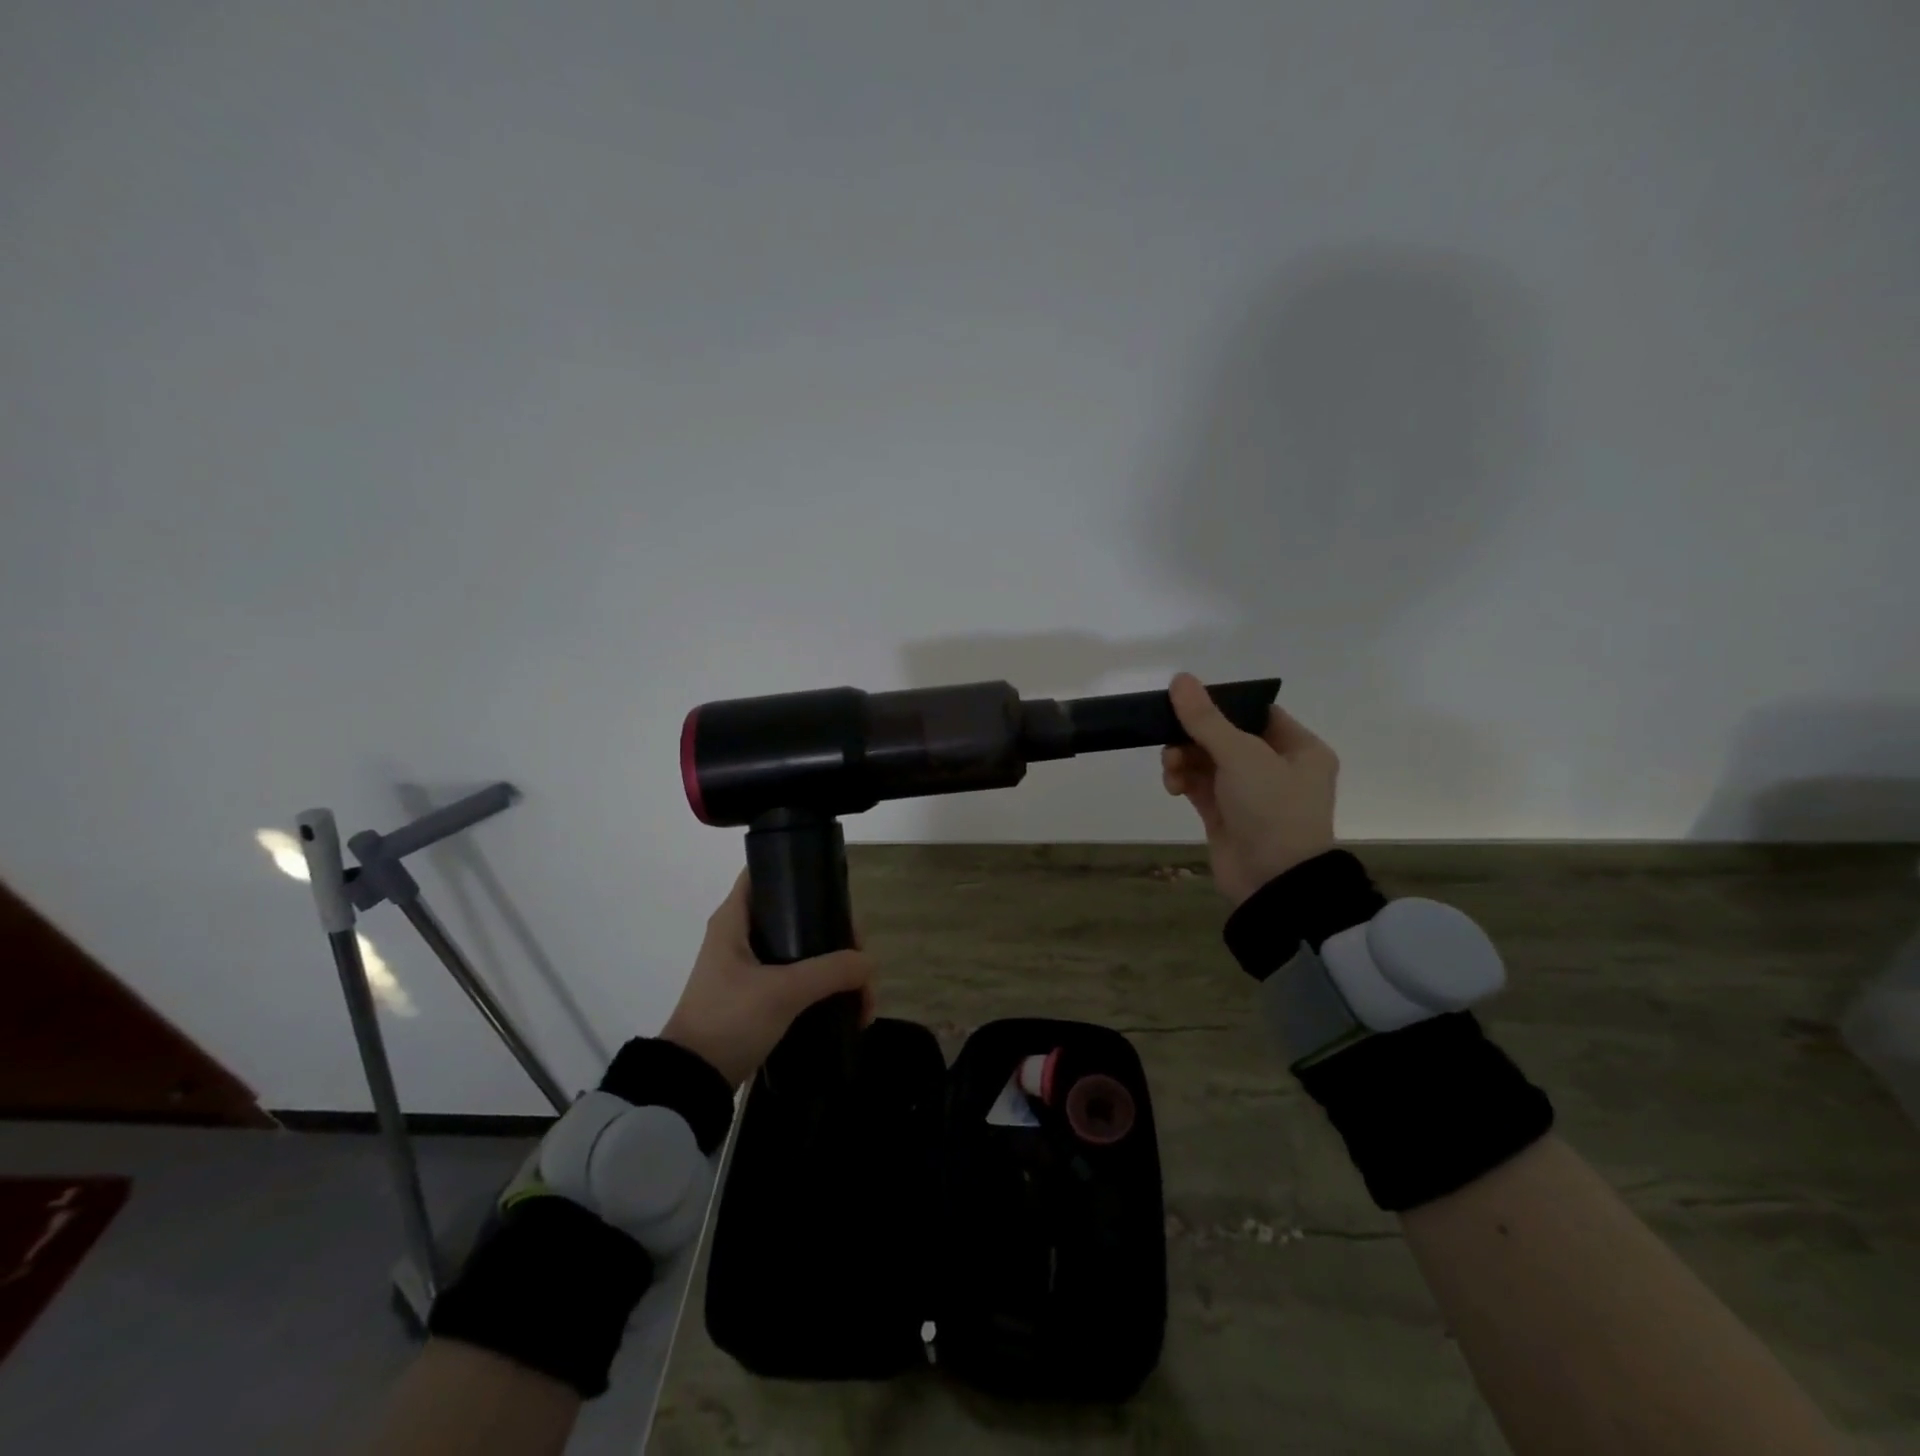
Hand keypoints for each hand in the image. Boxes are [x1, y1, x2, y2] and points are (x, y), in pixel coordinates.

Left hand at [660, 871, 876, 1088]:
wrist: (692, 1082)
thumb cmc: (729, 1020)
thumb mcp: (782, 992)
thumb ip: (830, 971)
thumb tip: (869, 963)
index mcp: (735, 919)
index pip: (766, 872)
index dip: (800, 871)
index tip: (836, 890)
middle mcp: (742, 935)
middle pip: (798, 914)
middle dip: (836, 934)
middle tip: (860, 958)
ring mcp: (750, 967)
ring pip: (805, 950)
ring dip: (836, 968)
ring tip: (863, 998)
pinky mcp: (758, 995)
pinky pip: (800, 979)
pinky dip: (824, 989)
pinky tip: (849, 1008)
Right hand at [1160, 672, 1339, 906]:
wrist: (1273, 883)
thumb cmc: (1272, 809)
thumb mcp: (1241, 755)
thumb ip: (1206, 718)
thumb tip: (1180, 679)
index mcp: (1299, 748)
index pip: (1256, 712)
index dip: (1222, 705)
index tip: (1188, 703)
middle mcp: (1277, 768)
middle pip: (1225, 736)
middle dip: (1194, 736)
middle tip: (1171, 738)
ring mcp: (1250, 793)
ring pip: (1207, 760)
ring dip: (1183, 758)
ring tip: (1171, 768)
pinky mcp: (1225, 815)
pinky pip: (1198, 786)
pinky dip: (1183, 780)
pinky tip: (1172, 785)